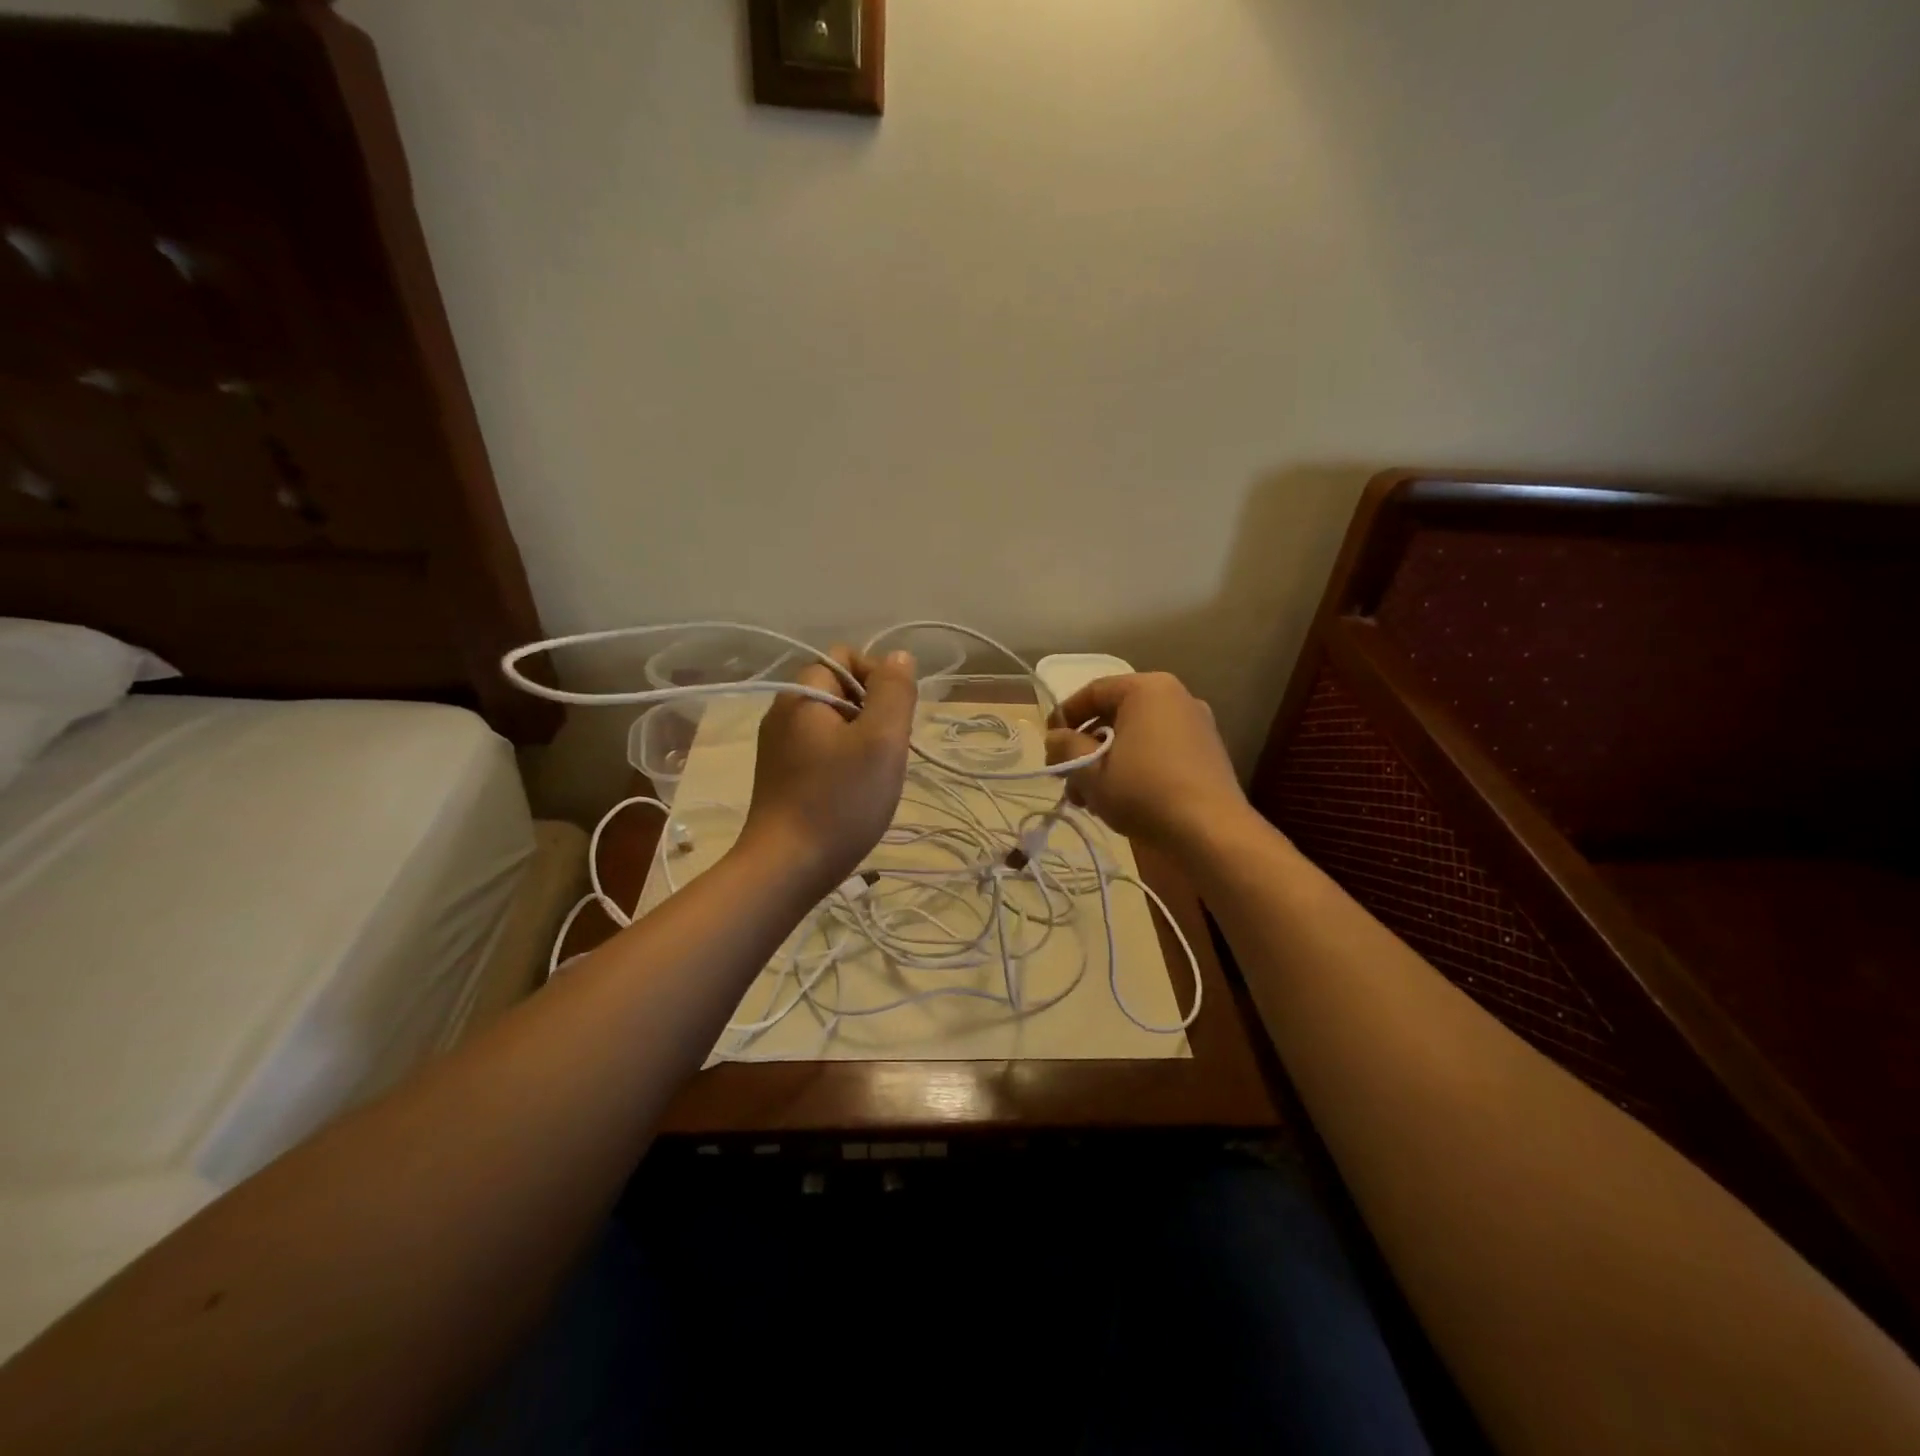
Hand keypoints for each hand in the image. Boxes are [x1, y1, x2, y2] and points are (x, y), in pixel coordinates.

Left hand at [738, 647, 917, 897]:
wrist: (786, 868)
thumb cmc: (839, 800)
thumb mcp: (882, 740)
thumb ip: (893, 691)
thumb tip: (899, 656)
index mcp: (802, 694)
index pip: (846, 657)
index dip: (877, 677)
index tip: (892, 720)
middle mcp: (783, 712)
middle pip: (841, 690)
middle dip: (872, 713)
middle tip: (885, 753)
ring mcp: (778, 747)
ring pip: (834, 723)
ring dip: (862, 741)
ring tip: (871, 777)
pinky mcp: (780, 776)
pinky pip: (821, 750)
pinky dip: (843, 762)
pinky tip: (852, 794)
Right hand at [1044, 672, 1246, 848]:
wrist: (1210, 834)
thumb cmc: (1143, 791)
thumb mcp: (1090, 770)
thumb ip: (1065, 746)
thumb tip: (1056, 737)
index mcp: (1148, 689)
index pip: (1094, 691)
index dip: (1064, 715)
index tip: (1048, 744)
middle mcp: (1176, 699)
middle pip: (1115, 715)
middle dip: (1084, 746)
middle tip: (1064, 777)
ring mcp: (1195, 727)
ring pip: (1135, 737)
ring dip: (1105, 762)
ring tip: (1087, 799)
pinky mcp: (1205, 756)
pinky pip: (1157, 752)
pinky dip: (1133, 769)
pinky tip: (1118, 801)